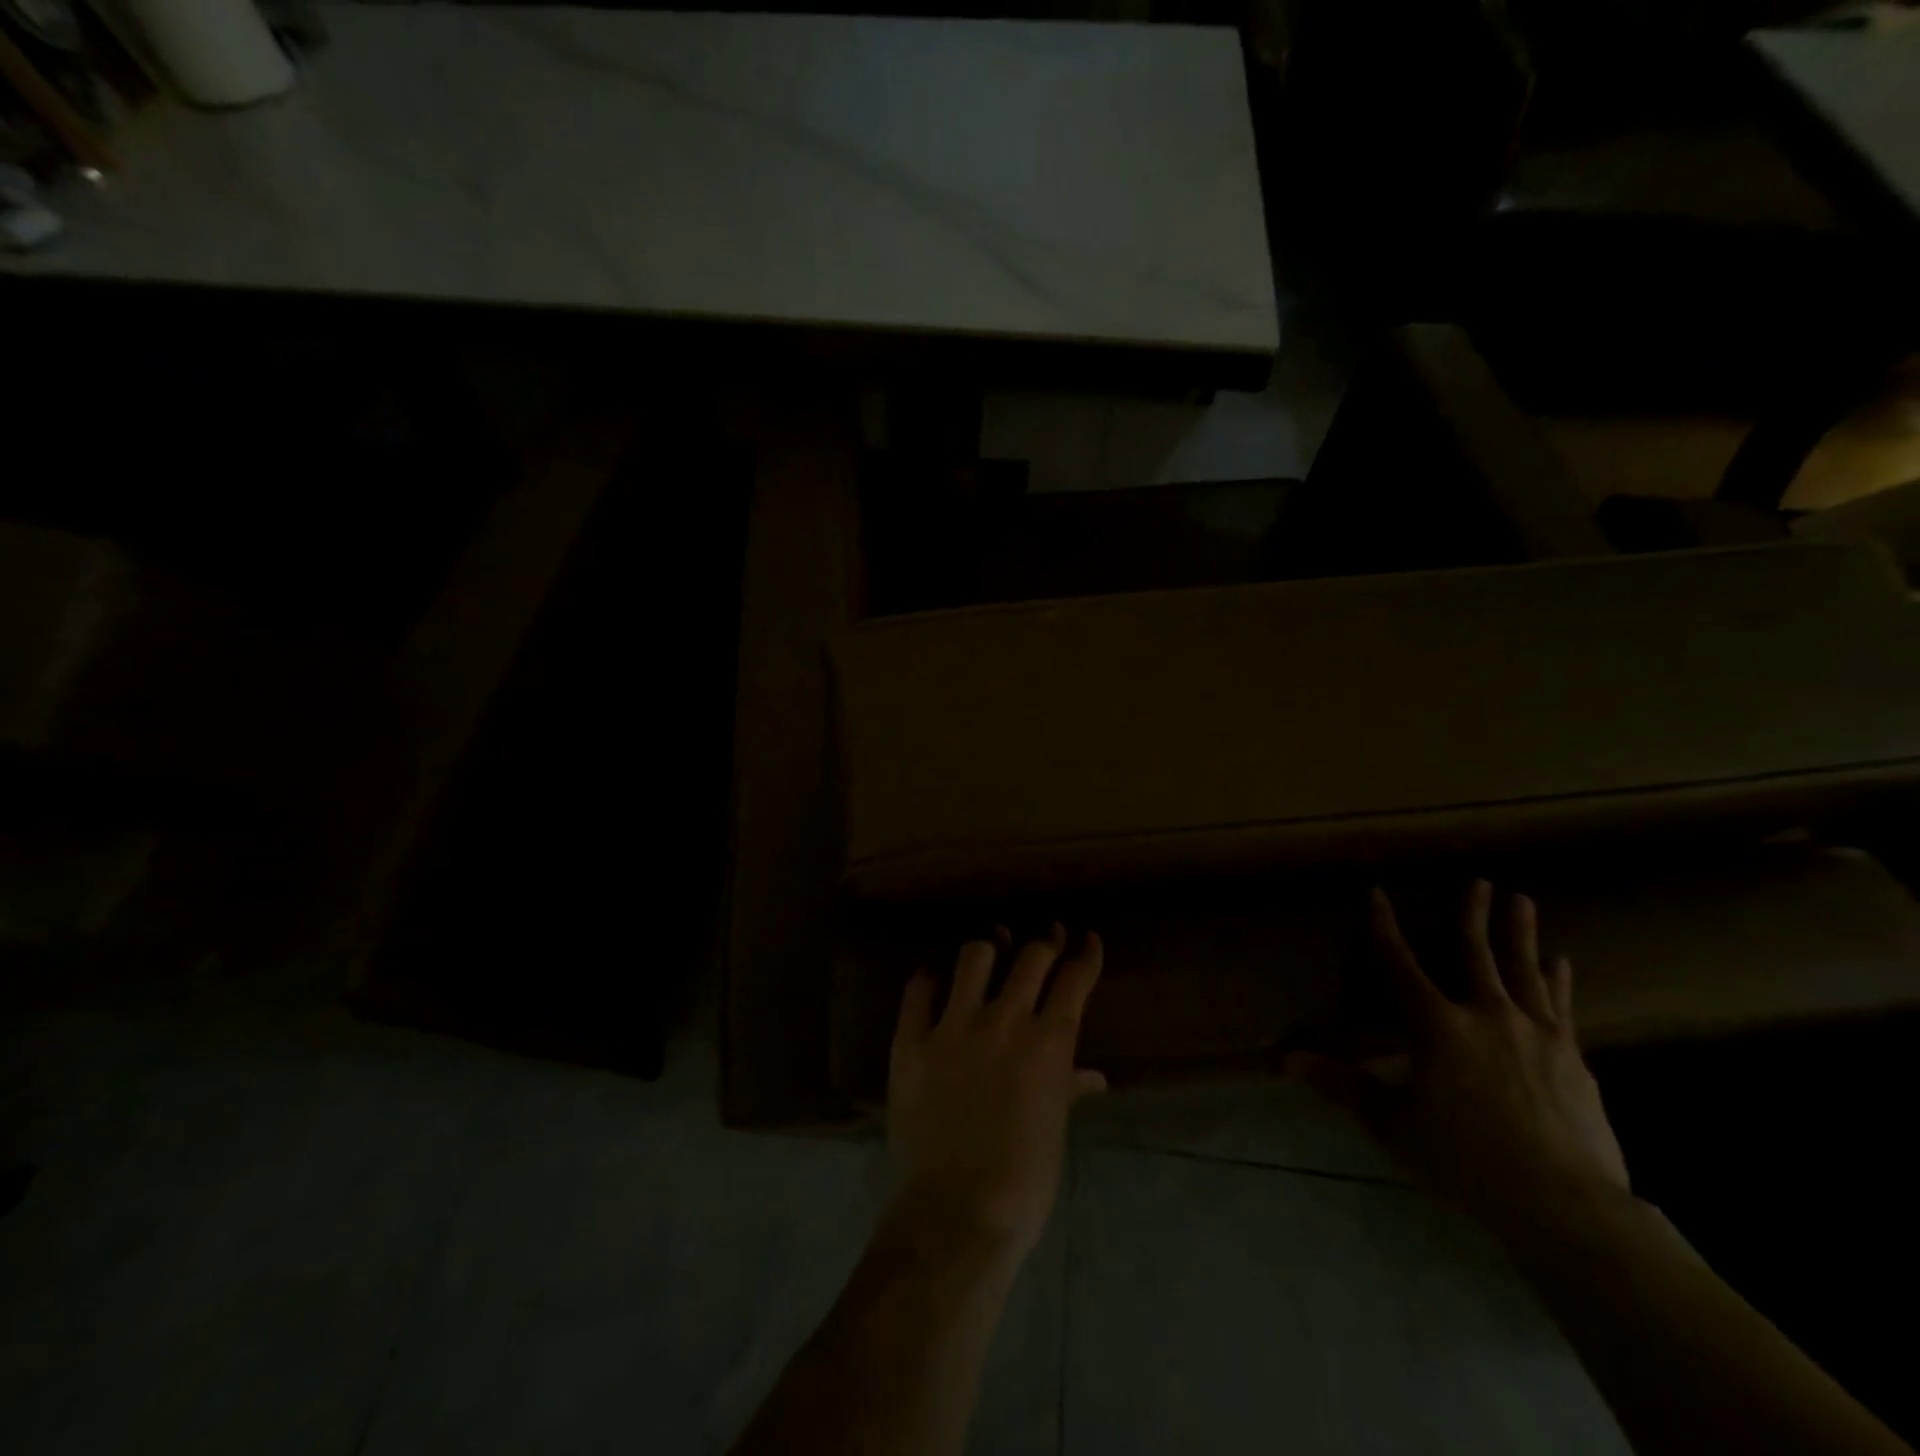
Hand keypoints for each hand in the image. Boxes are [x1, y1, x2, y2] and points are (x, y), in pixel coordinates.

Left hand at [887, 925, 1107, 1257]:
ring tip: (992, 949)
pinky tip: (934, 977)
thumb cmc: (1021, 1182)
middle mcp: (1004, 1021)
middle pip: (1031, 957)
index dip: (1086, 955)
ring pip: (974, 957)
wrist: (956, 1213)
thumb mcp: (1054, 1132)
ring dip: (988, 949)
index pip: (1074, 980)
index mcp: (1048, 1044)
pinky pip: (918, 990)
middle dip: (1045, 941)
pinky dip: (928, 978)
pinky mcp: (912, 1040)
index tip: (1088, 939)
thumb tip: (1094, 1077)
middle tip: (1048, 936)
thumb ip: (1068, 1090)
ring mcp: (954, 1026)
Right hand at [1290, 881, 1629, 1233]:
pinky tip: (1561, 963)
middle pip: (1476, 953)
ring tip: (1522, 899)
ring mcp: (1536, 1034)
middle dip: (1473, 914)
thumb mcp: (1391, 1124)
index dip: (1384, 927)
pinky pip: (1560, 1006)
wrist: (1565, 1206)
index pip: (1400, 964)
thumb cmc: (1464, 1160)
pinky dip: (1557, 980)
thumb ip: (1341, 1085)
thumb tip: (1284, 1060)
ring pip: (1524, 970)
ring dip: (1520, 933)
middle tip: (1479, 880)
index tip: (1377, 893)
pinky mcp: (1572, 1057)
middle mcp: (1487, 1016)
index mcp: (1437, 1026)